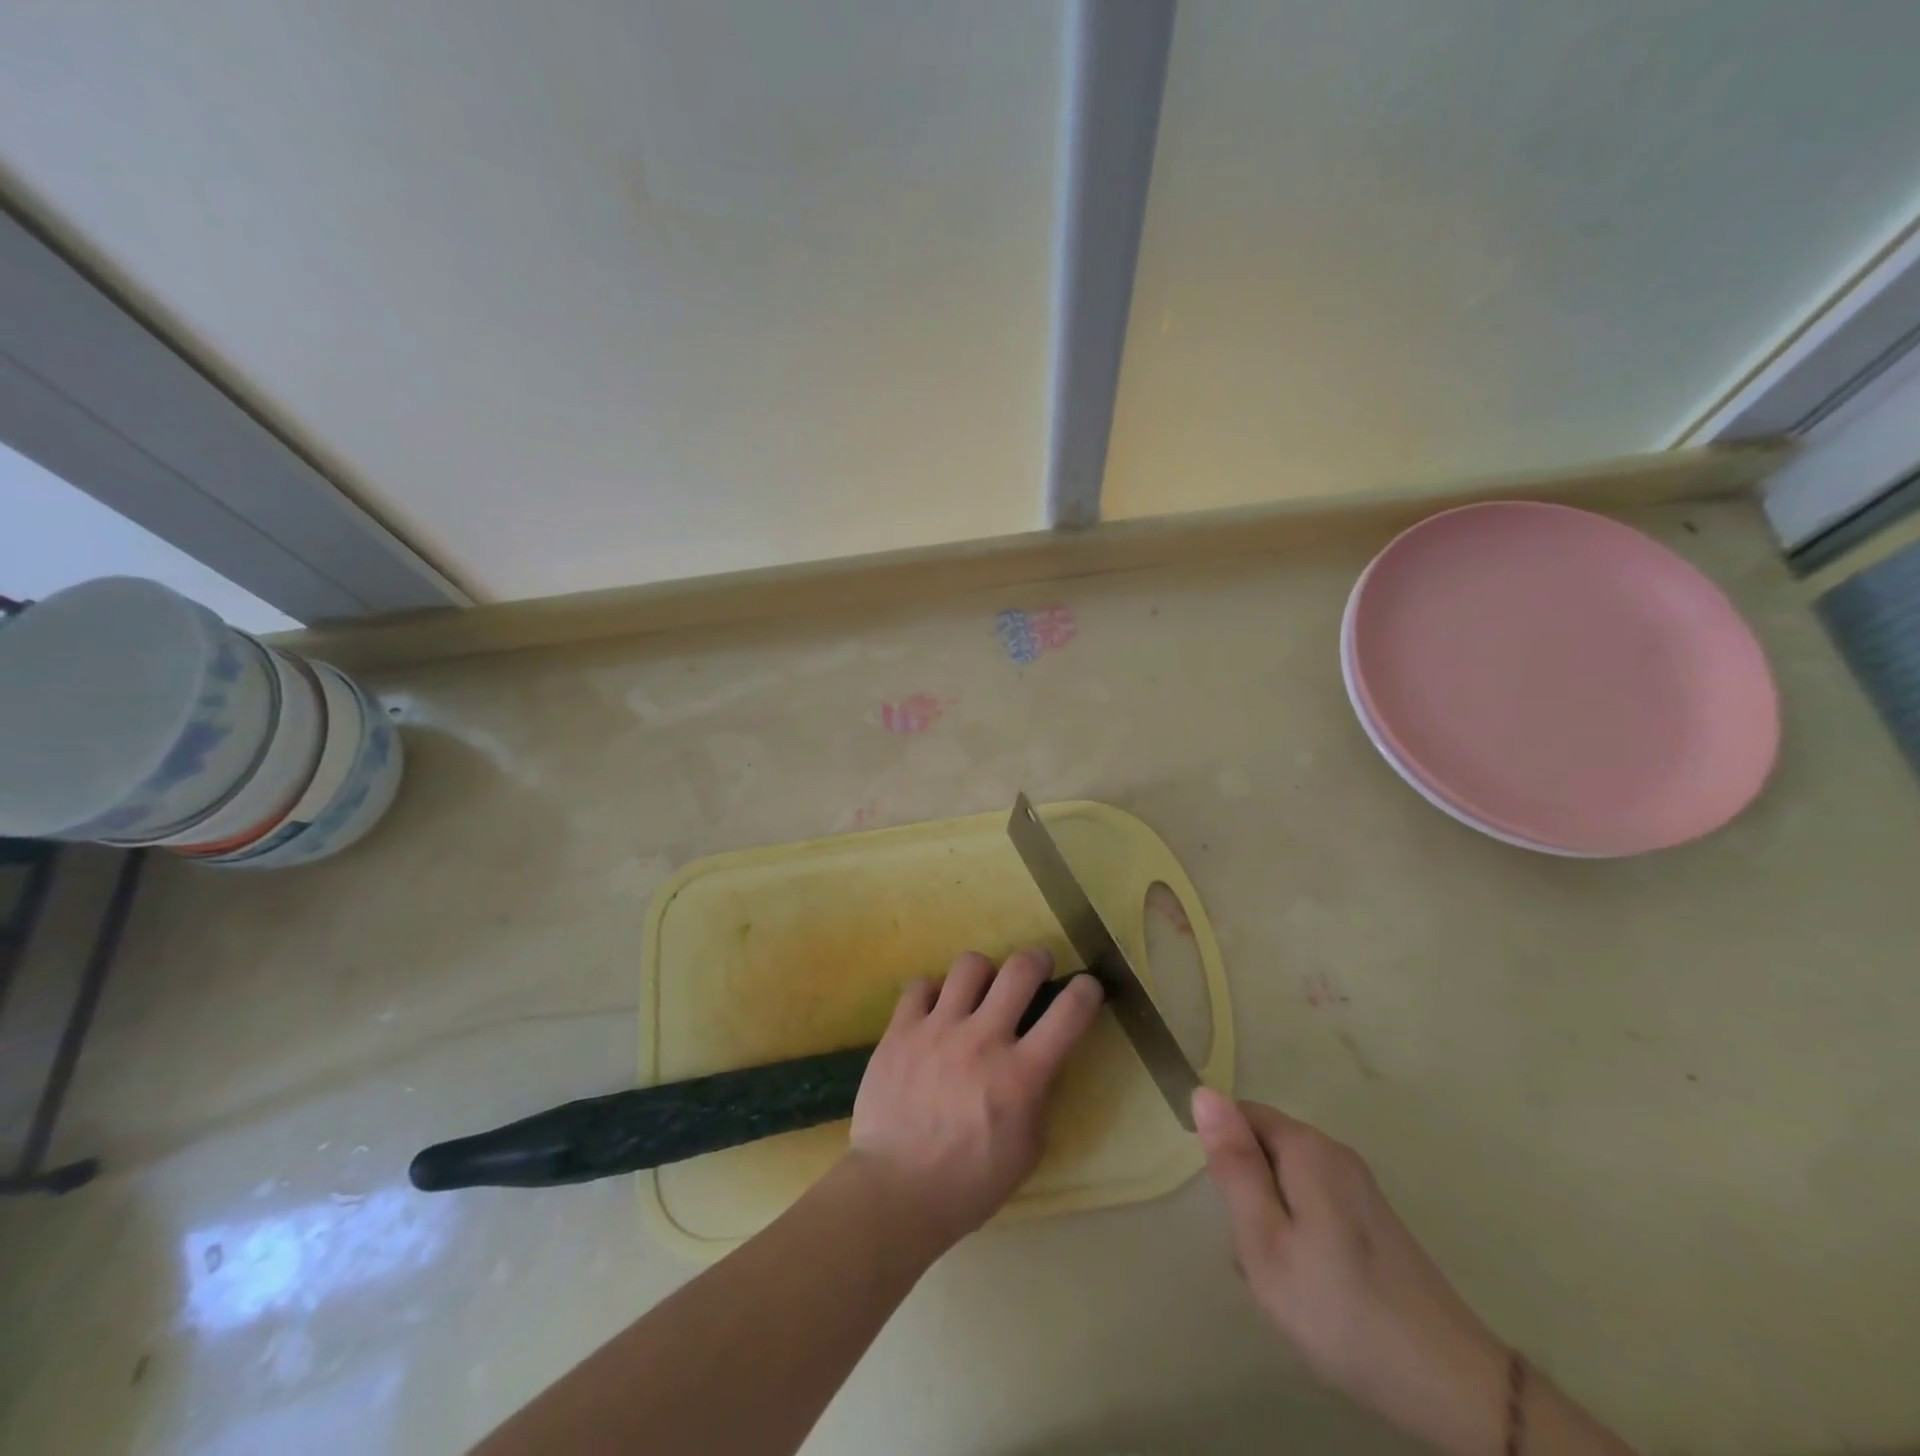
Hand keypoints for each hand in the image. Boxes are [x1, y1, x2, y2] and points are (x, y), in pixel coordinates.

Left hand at [848, 949, 1103, 1248]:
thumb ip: (1038, 1097)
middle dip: (1037, 960)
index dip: (1087, 991)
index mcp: (1021, 1074)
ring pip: (970, 965)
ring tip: (980, 990)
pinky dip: (932, 993)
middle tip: (1036, 968)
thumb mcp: (1027, 1149)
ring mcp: (938, 1029)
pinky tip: (933, 1012)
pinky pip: (920, 985)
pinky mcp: (901, 1030)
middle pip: (1020, 969)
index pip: (1069, 1013)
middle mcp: (983, 1039)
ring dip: (983, 973)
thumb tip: (1039, 1061)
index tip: (1087, 987)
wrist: (894, 1191)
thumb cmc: (969, 1182)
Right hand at [1193, 1089, 1506, 1455]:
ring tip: (1283, 1281)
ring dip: (1273, 1220)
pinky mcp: (1376, 1221)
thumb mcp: (1264, 1240)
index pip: (1242, 1115)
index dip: (1225, 1158)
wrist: (1450, 1386)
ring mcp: (1360, 1187)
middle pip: (1266, 1149)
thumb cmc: (1338, 1308)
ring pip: (1289, 1182)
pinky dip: (1302, 1237)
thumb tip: (1204, 1091)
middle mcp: (1335, 1152)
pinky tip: (1314, 1290)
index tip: (1232, 1214)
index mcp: (1306, 1147)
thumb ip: (1233, 1164)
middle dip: (1249, 1193)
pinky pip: (1316, 1207)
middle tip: (1257, 1257)